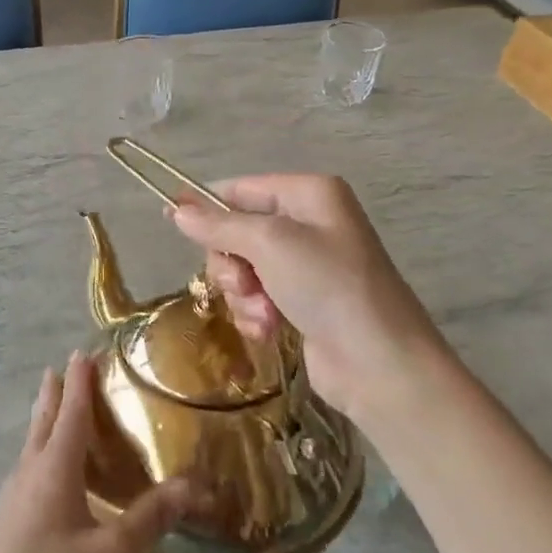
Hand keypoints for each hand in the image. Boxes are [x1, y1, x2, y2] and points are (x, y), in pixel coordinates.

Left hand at [0, 352, 196, 552]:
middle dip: (57, 390)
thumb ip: (151, 518)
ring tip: (63, 406)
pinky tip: (56, 471)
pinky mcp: (7, 518)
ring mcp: (12, 495)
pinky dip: (45, 448)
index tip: (85, 350)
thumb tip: (194, 485)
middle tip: (70, 366)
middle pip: (44, 418)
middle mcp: (29, 470)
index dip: (80, 380)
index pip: (70, 411)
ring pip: (33, 442)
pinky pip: (30, 465)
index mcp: (53, 468)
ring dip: (48, 418)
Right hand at [169, 174, 455, 426]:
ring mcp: (305, 265)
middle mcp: (307, 223)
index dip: (206, 208)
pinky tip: (270, 330)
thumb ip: (218, 225)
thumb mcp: (269, 244)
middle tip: (244, 284)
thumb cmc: (328, 286)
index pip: (239, 189)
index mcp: (308, 194)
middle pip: (235, 232)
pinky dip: (255, 314)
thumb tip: (176, 210)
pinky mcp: (301, 302)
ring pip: (241, 269)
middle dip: (231, 263)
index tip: (172, 224)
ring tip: (264, 313)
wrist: (379, 363)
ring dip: (243, 295)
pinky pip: (256, 297)